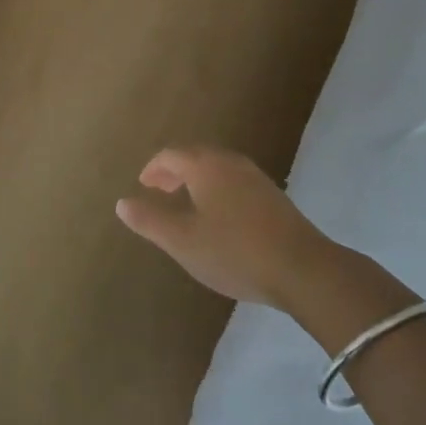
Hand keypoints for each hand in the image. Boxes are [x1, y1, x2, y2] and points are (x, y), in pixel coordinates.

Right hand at [116, 147, 330, 307]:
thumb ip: (150, 220)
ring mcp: (256, 177)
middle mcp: (230, 162)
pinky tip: (221, 218)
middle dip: (175, 171)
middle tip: (161, 191)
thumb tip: (122, 202)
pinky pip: (235, 182)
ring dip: (197, 180)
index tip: (144, 185)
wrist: (303, 269)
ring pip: (218, 168)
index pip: (171, 154)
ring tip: (187, 204)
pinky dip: (218, 190)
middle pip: (196, 156)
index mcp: (205, 165)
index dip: (153, 168)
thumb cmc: (234, 251)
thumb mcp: (183, 241)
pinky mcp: (274, 197)